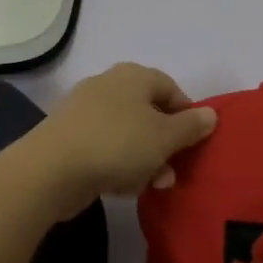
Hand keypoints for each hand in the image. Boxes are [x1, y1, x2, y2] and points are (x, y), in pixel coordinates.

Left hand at [24, 63, 217, 209]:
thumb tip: (210, 114)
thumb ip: (191, 126)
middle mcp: (108, 85)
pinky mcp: (69, 137)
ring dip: (144, 160)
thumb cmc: (118, 144)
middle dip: (164, 145)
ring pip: (127, 134)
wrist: (52, 169)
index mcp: (134, 76)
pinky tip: (120, 186)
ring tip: (150, 186)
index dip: (186, 116)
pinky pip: (104, 148)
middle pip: (148, 113)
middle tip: (172, 172)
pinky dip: (117, 165)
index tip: (194, 144)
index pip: (171, 89)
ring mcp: (85, 111)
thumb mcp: (165, 137)